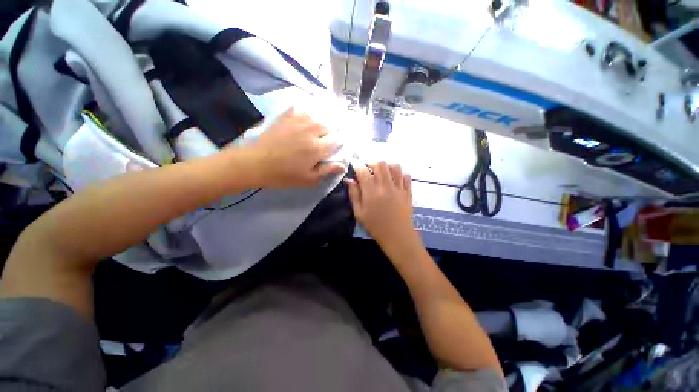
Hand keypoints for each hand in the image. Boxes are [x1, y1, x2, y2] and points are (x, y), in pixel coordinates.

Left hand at [247, 107, 345, 186]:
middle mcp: (311, 131)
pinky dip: (309, 107)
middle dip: (337, 127)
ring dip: (327, 116)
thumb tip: (343, 166)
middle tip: (339, 129)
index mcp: (317, 148)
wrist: (256, 163)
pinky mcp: (287, 117)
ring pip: (319, 114)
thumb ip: (326, 171)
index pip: (337, 141)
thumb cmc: (284, 175)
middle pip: (331, 124)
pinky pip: (302, 107)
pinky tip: (311, 109)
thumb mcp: (308, 179)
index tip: (343, 142)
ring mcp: (298, 121)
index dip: (342, 141)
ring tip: (330, 116)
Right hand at [346, 162, 418, 249]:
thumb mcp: (359, 213)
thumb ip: (354, 194)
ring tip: (382, 172)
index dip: (357, 166)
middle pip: (380, 164)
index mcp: (371, 193)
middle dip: (372, 162)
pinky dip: (400, 173)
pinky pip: (406, 176)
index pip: (363, 171)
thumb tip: (350, 179)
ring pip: (395, 167)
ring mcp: (399, 188)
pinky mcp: (408, 192)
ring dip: (386, 166)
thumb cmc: (375, 226)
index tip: (355, 166)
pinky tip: (394, 178)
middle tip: (368, 168)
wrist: (397, 236)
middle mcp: (385, 187)